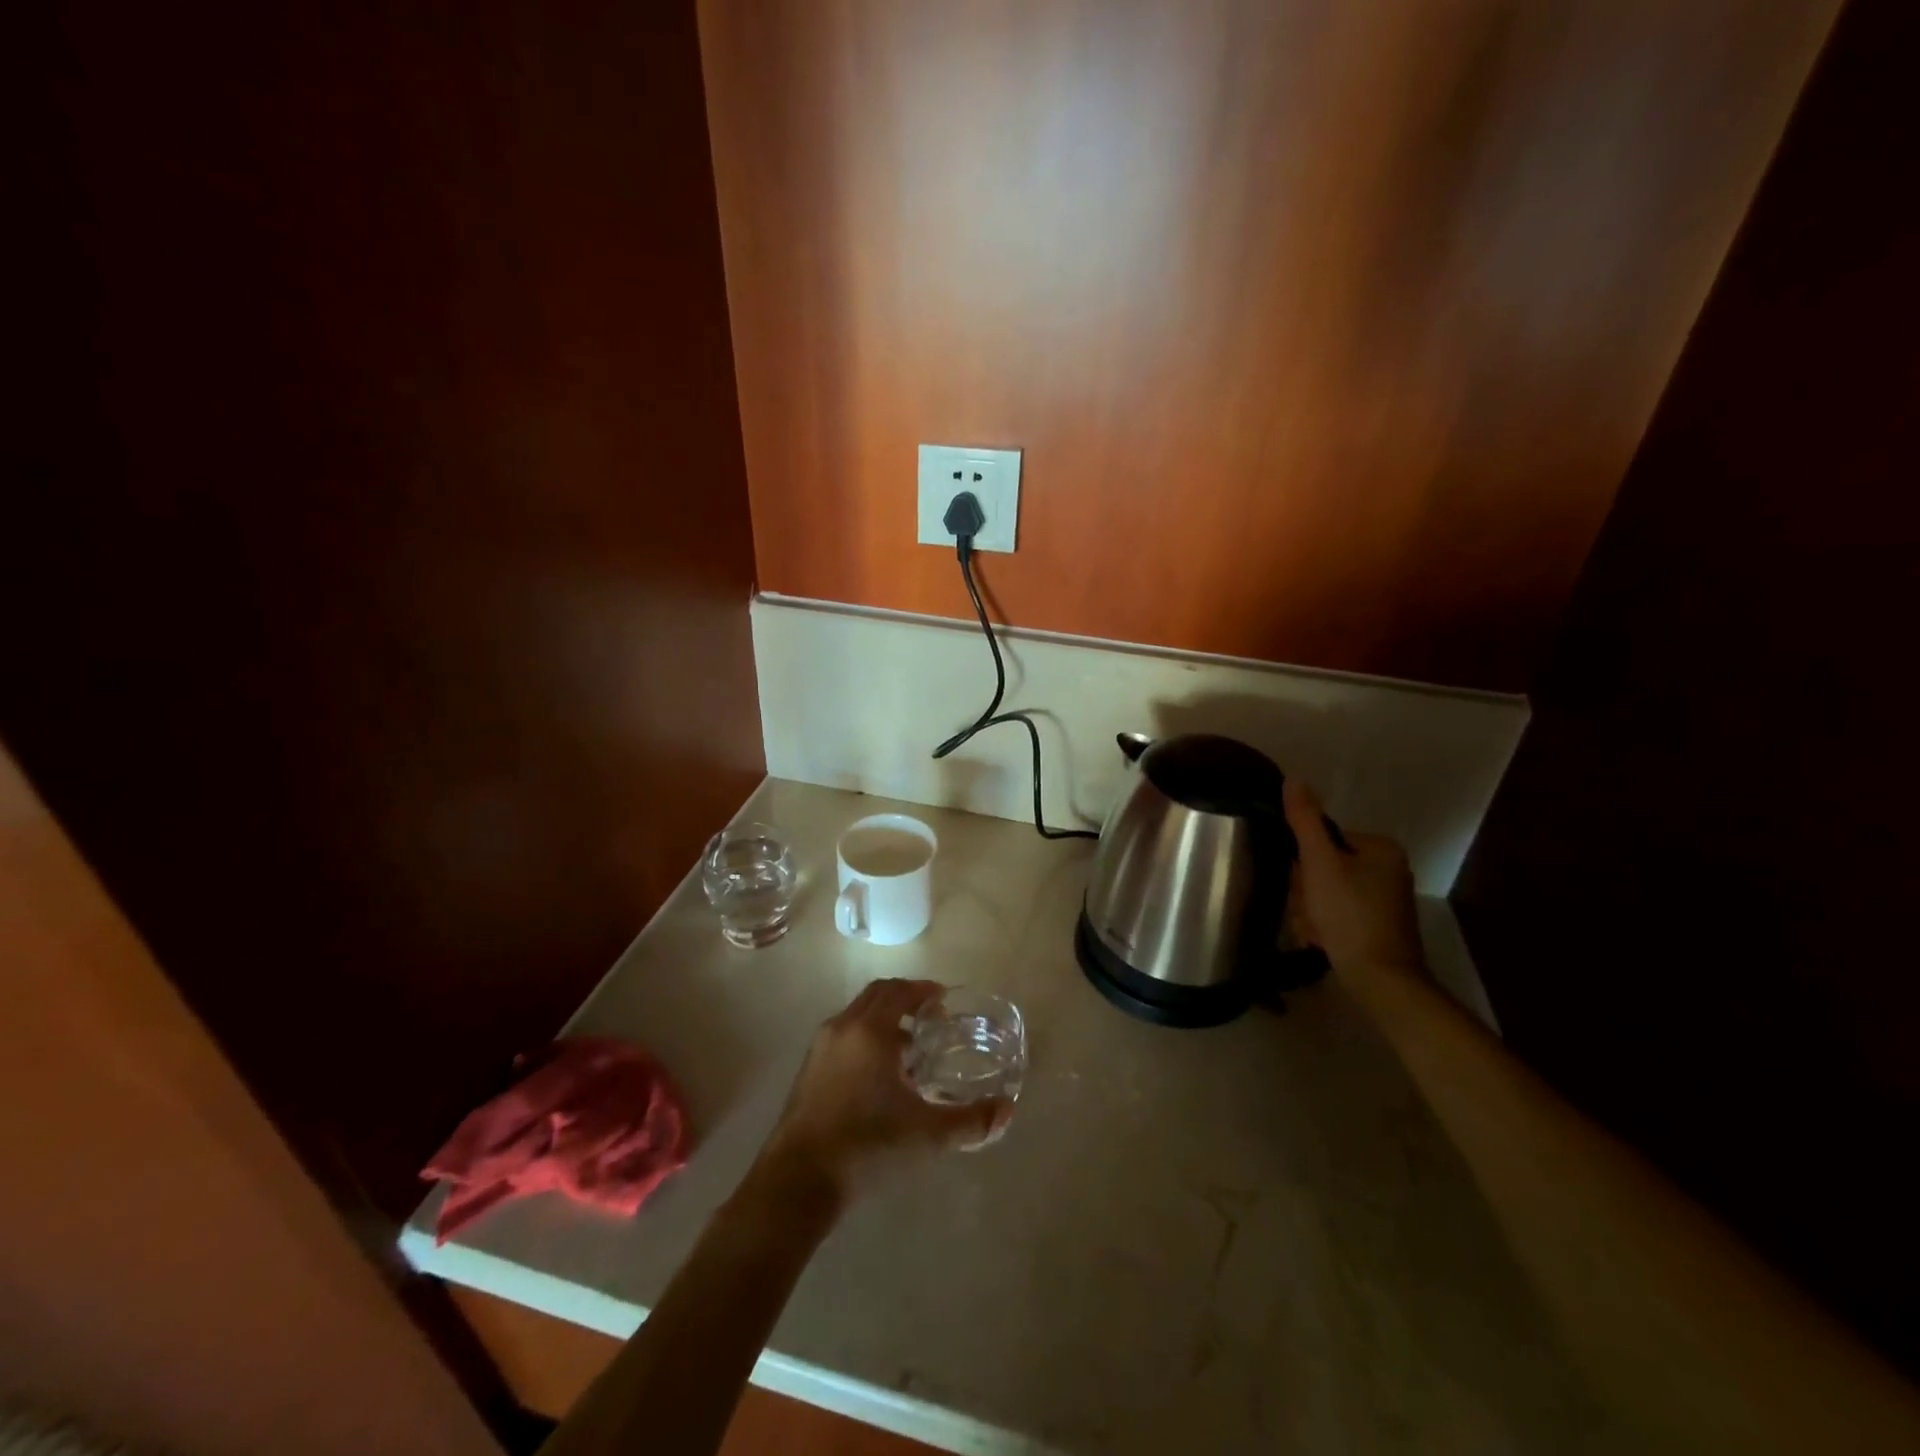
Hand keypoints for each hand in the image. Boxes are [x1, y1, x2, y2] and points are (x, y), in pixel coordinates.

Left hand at [761, 979, 1010, 1205]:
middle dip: (904, 999)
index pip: (899, 991)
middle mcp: (843, 1027)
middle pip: (877, 996)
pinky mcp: (808, 1070)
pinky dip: (865, 1038)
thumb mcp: (927, 1135)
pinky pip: (843, 1036)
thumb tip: (1007, 1111)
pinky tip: (880, 1075)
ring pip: (857, 1016)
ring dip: (884, 1020)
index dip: (923, 990)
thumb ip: (970, 1122)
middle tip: (931, 1018)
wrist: (798, 1180)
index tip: (944, 1000)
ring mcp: (821, 1047)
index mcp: (871, 1030)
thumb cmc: (868, 1146)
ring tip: (910, 1049)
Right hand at [1283, 779, 1425, 979]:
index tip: (1303, 886)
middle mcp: (1388, 870)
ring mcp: (1385, 901)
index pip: (1324, 840)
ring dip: (1311, 912)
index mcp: (1380, 849)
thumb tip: (1293, 779)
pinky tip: (1322, 941)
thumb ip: (1304, 821)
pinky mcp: (1378, 927)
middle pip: (1324, 868)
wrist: (1381, 980)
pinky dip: (1324, 927)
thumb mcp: (1320, 863)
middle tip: (1308, 912)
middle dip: (1307, 892)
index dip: (1304, 863)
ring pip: (1326, 894)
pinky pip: (1338, 915)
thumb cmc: (1349, 915)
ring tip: (1315, 931)